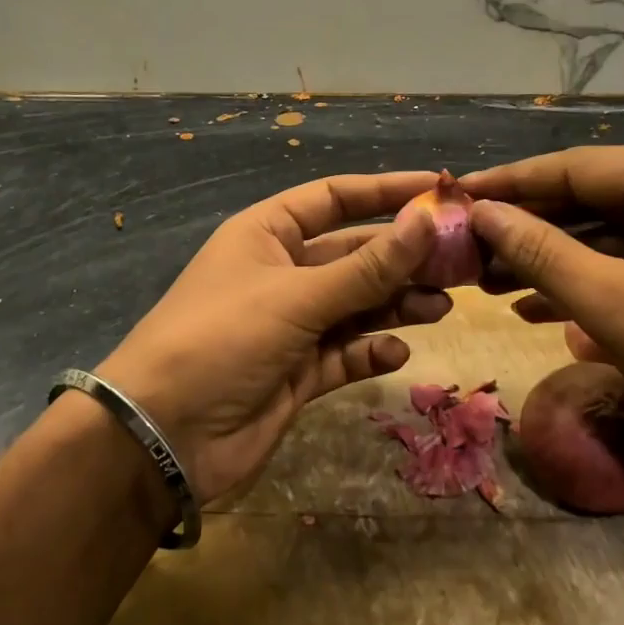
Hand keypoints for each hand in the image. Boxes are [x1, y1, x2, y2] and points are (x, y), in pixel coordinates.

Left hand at [96, 172, 448, 504]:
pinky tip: (396, 353)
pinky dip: (371, 351)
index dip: (385, 191)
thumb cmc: (223, 339)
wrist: (164, 434)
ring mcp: (291, 326)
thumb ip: (367, 267)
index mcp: (267, 234)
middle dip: (403, 258)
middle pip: (354, 254)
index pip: (334, 198)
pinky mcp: (299, 373)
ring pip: (357, 305)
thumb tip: (427, 221)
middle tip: (459, 264)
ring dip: (397, 304)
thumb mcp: (297, 297)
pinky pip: (346, 353)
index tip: (438, 190)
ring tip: (441, 307)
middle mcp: (281, 273)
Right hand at [460, 148, 623, 493]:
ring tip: (490, 285)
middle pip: (595, 199)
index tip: (454, 196)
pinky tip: (539, 309)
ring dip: (555, 261)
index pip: (578, 167)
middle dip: (530, 230)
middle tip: (466, 252)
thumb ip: (540, 252)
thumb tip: (481, 213)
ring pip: (613, 235)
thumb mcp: (613, 308)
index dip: (509, 184)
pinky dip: (593, 284)